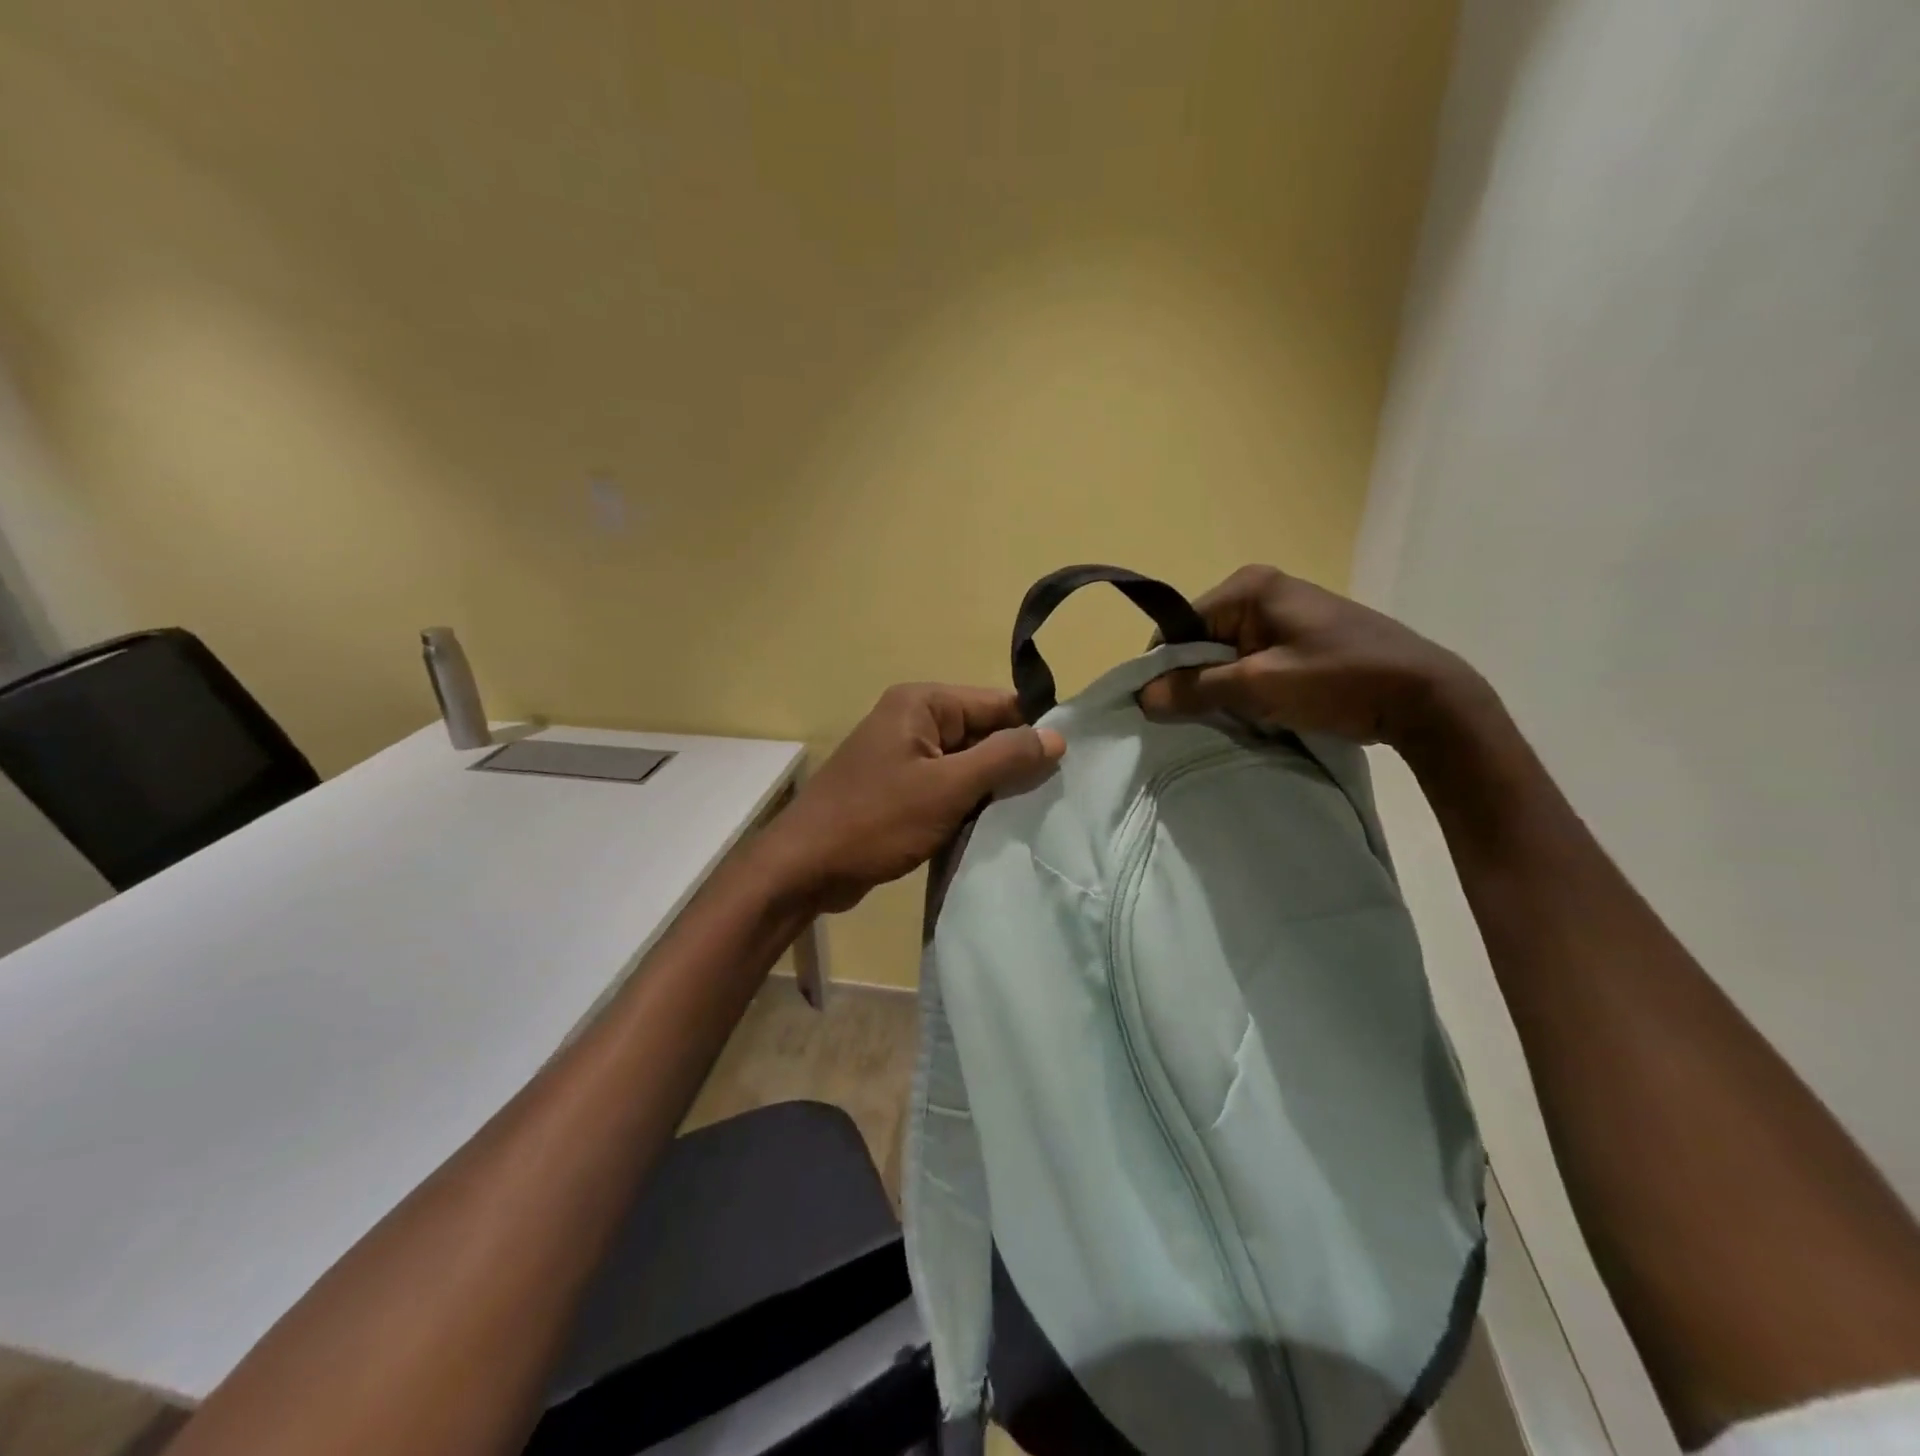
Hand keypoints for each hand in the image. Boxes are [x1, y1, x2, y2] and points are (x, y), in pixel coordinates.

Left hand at [759, 684, 1065, 913]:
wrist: (806, 867)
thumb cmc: (877, 820)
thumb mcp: (948, 788)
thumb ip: (1005, 758)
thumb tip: (1057, 736)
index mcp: (923, 703)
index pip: (997, 703)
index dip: (1033, 730)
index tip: (1070, 763)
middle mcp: (914, 719)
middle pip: (983, 732)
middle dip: (1013, 763)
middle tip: (1055, 796)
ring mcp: (905, 755)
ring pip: (968, 763)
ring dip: (993, 788)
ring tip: (1031, 814)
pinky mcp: (900, 787)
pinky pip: (948, 786)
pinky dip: (969, 803)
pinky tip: (993, 826)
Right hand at [1137, 565, 1485, 748]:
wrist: (1425, 696)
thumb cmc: (1339, 681)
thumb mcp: (1259, 687)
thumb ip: (1196, 689)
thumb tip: (1142, 696)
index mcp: (1247, 588)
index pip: (1179, 627)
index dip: (1166, 669)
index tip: (1165, 708)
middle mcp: (1260, 590)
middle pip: (1200, 639)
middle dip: (1197, 679)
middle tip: (1203, 718)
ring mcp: (1283, 611)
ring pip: (1225, 653)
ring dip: (1222, 686)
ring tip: (1235, 716)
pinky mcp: (1300, 634)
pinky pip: (1251, 658)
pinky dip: (1246, 685)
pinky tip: (1258, 709)